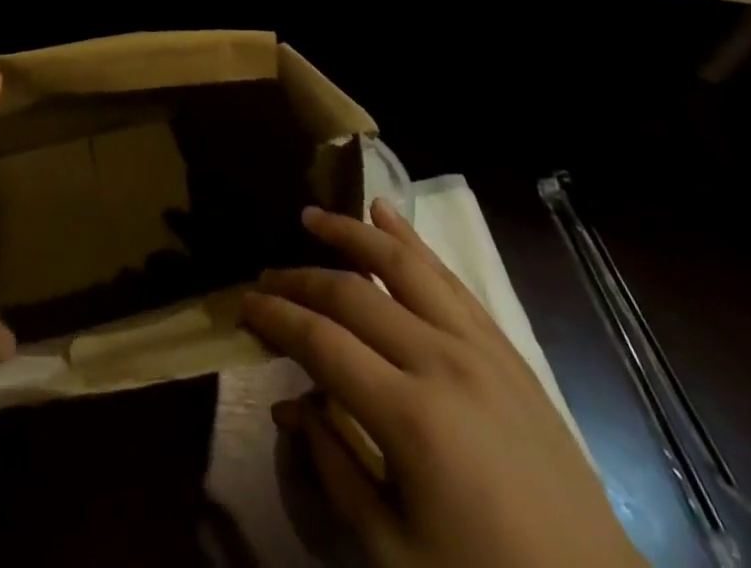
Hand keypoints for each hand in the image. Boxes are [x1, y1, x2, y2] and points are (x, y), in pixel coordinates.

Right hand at [244, 202, 642, 567]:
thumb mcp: (395, 550)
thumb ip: (335, 468)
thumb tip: (287, 407)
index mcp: (410, 417)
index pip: (321, 341)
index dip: (276, 317)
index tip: (244, 304)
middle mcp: (441, 363)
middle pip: (354, 295)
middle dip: (301, 279)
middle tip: (267, 275)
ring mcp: (480, 348)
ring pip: (403, 265)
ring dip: (353, 234)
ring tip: (315, 217)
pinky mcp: (506, 349)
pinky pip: (449, 279)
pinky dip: (412, 241)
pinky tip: (387, 215)